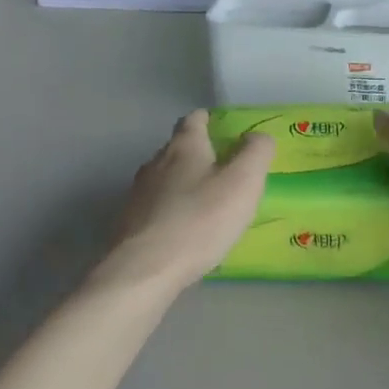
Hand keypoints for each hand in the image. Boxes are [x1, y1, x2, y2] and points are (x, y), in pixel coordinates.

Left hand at [99, 111, 273, 292]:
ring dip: (184, 184)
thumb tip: (258, 136)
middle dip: (198, 154)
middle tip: (223, 168)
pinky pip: (156, 208)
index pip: (194, 119)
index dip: (208, 119)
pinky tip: (185, 230)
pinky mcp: (130, 222)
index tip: (221, 126)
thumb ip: (255, 153)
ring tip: (206, 201)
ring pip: (164, 179)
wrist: (145, 269)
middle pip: (177, 148)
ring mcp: (138, 193)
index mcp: (184, 146)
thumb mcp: (242, 182)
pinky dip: (172, 211)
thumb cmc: (200, 220)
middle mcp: (156, 162)